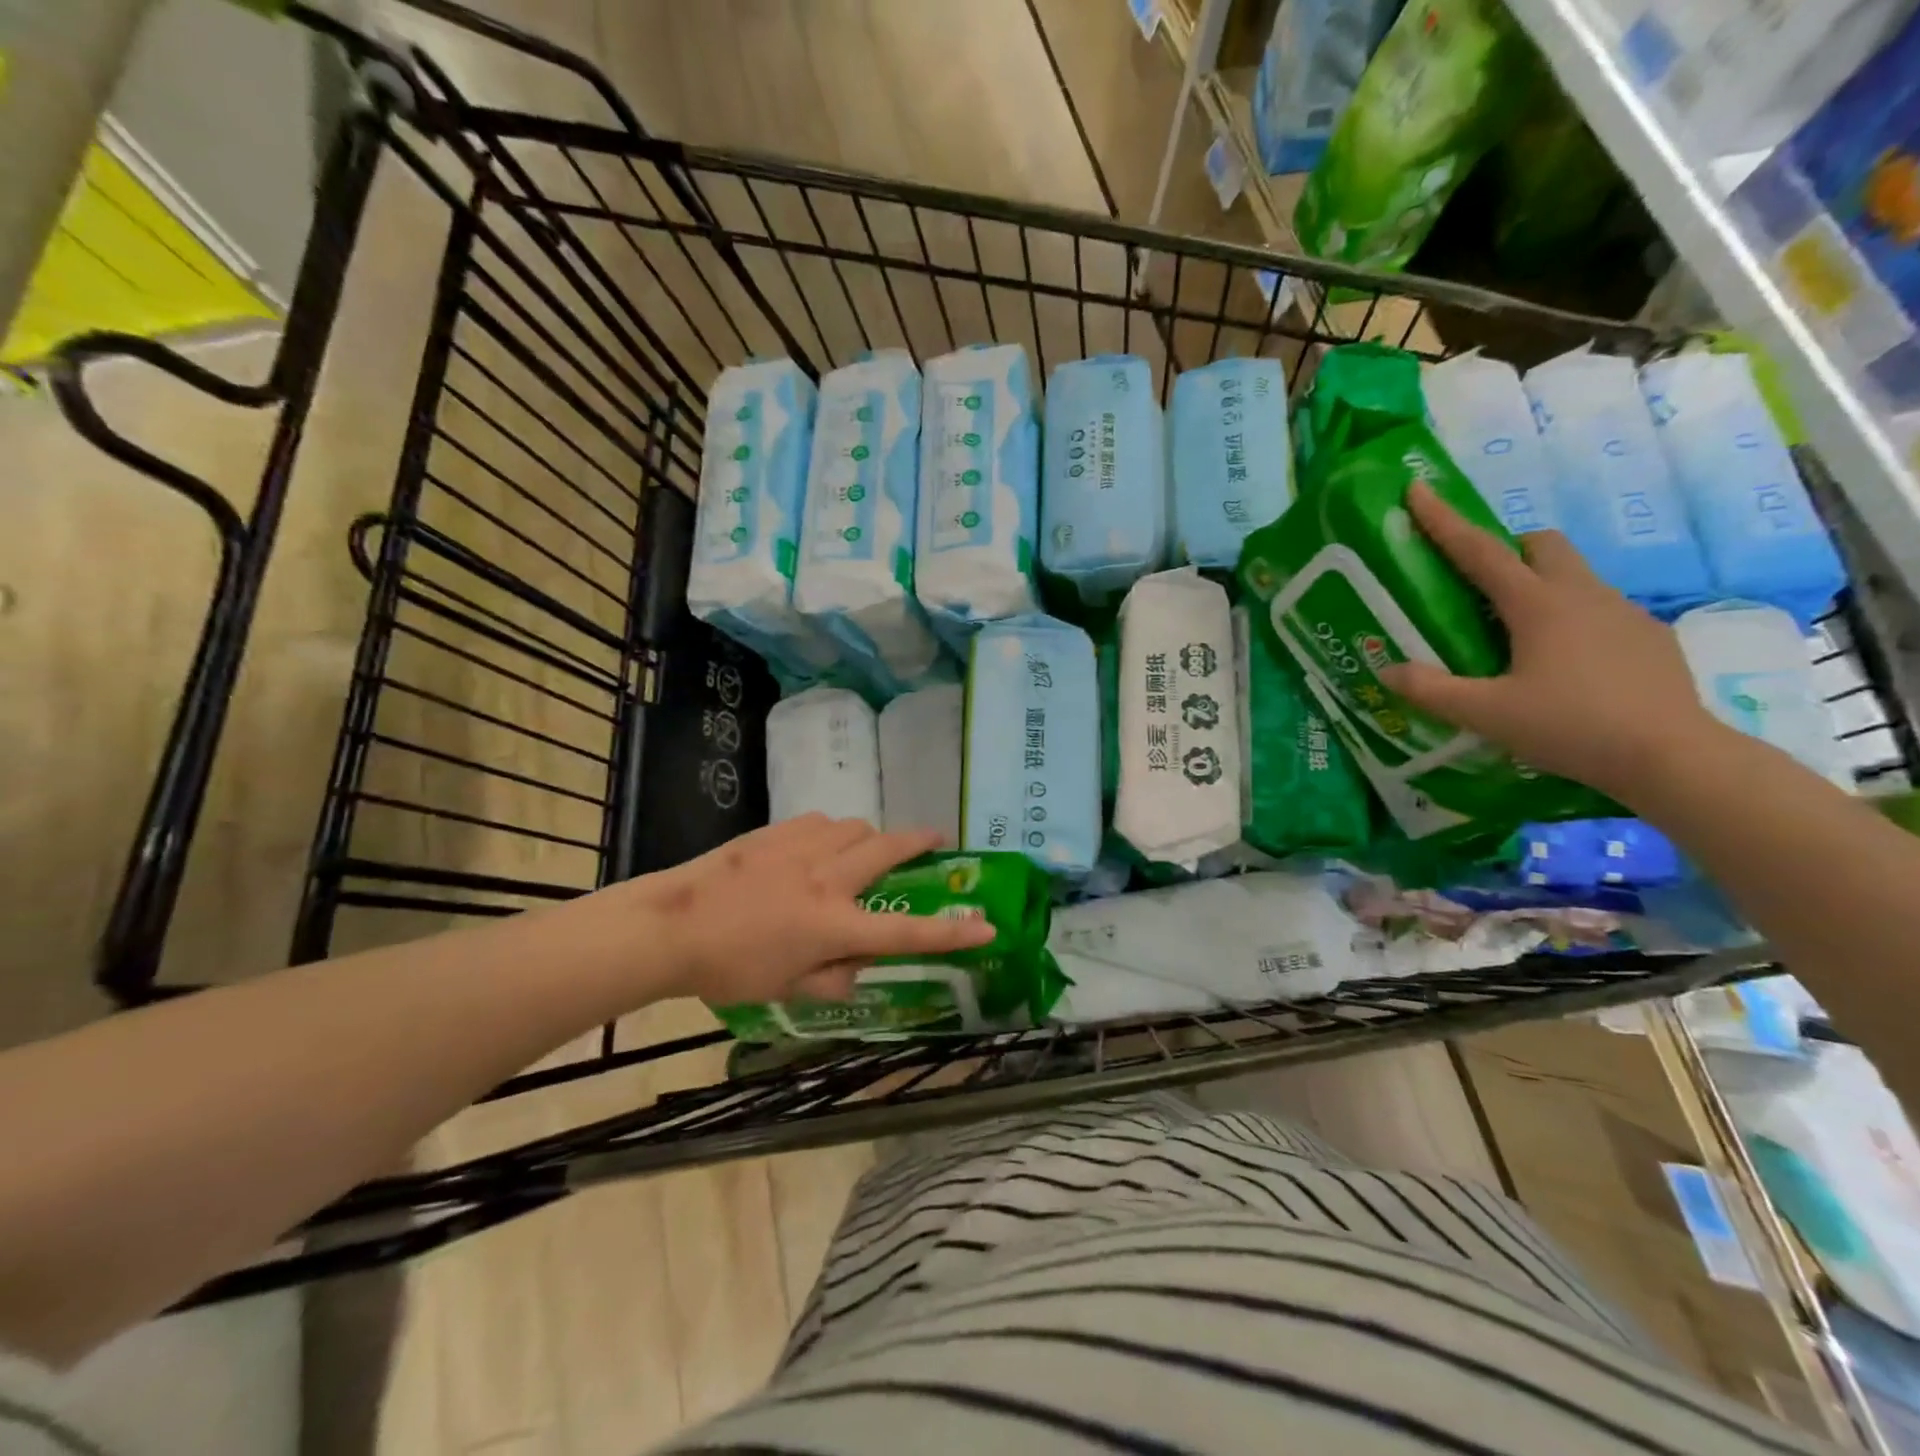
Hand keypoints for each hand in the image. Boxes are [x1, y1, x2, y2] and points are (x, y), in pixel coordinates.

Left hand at [616, 816, 993, 1006]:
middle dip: (920, 841)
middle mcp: (827, 879)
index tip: (986, 926)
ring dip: (870, 838)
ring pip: (856, 827)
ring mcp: (802, 848)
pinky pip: (821, 822)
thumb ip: (832, 977)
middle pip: (889, 849)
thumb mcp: (786, 988)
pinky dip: (832, 833)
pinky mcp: (777, 832)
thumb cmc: (728, 967)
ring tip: (862, 852)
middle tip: (935, 839)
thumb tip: (857, 964)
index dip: (952, 933)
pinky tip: (817, 848)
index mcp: (832, 925)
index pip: (906, 934)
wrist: (670, 926)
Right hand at [1377, 483, 1724, 802]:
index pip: (1479, 551)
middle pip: (1541, 544)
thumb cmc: (1570, 726)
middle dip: (1505, 548)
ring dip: (1537, 583)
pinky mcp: (1647, 636)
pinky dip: (1568, 616)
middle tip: (1477, 583)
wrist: (1671, 756)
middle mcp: (1581, 595)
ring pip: (1572, 574)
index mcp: (1537, 605)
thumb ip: (1431, 690)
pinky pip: (1597, 607)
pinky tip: (1561, 662)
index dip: (1443, 520)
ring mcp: (1622, 612)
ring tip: (1512, 632)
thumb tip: (1389, 670)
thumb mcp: (1485, 714)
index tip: (1418, 488)